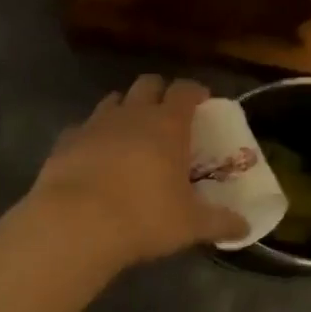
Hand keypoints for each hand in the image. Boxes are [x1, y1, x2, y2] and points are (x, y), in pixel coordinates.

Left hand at [28, 75, 246, 270]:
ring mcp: (95, 123)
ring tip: (131, 133)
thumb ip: (220, 222)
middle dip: (160, 92)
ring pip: (114, 100)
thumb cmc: (143, 217)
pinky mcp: (66, 140)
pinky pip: (83, 127)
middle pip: (148, 83)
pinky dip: (92, 135)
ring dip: (125, 109)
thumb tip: (245, 228)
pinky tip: (94, 156)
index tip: (203, 101)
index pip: (186, 90)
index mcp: (168, 124)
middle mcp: (132, 114)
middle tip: (167, 115)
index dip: (196, 91)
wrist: (75, 224)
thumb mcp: (190, 225)